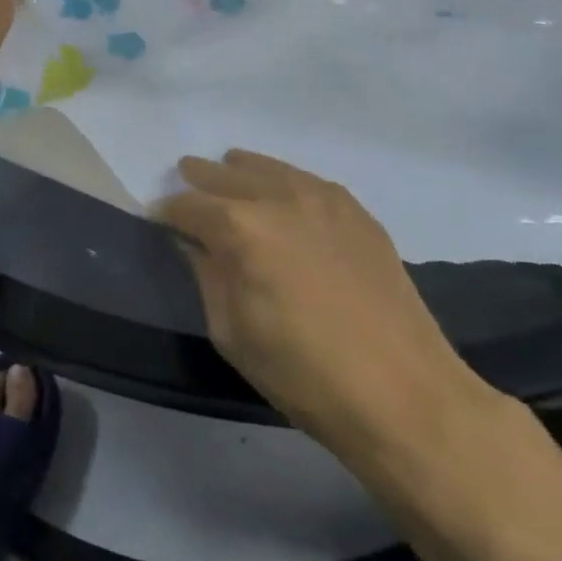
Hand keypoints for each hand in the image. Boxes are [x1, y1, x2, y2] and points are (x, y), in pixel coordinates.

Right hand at [154, 150, 492, 458]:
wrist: (402, 392)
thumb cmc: (302, 373)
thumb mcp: (231, 331)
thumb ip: (206, 274)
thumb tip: (193, 243)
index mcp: (240, 228)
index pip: (187, 206)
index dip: (167, 212)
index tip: (158, 219)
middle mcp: (278, 198)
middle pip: (225, 174)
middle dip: (199, 178)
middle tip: (184, 178)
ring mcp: (323, 198)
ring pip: (268, 168)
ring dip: (241, 170)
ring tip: (228, 169)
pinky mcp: (356, 211)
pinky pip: (306, 181)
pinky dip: (284, 180)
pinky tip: (282, 193)